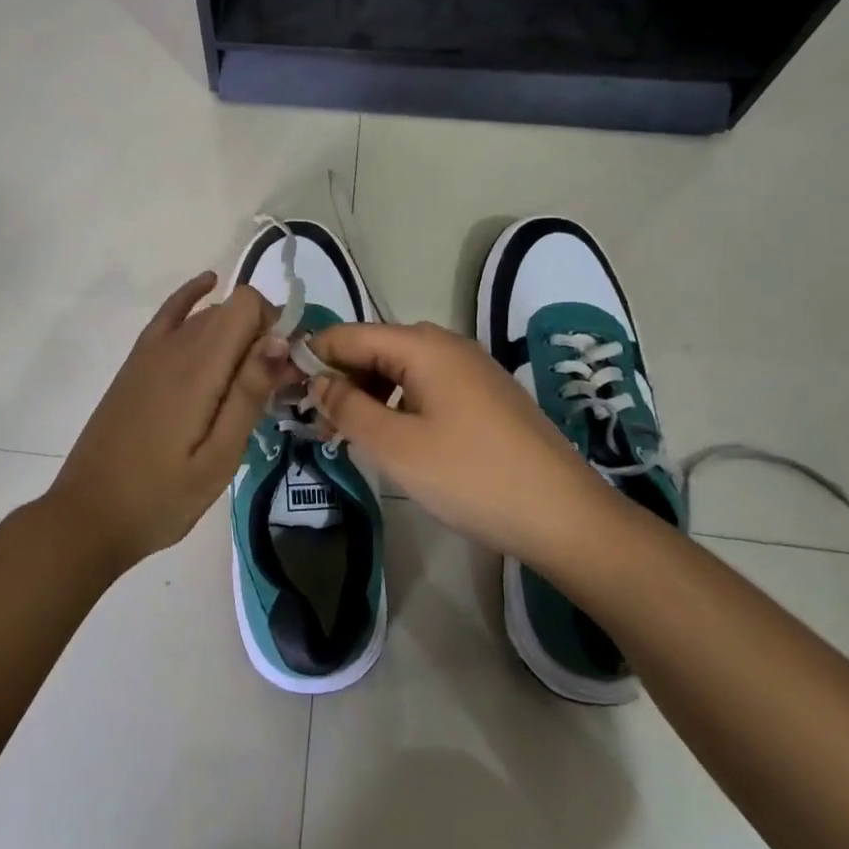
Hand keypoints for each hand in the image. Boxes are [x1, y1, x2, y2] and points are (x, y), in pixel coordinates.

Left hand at [49, 274, 298, 571]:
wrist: (88, 515)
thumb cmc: (161, 498)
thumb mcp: (217, 459)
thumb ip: (248, 395)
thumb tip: (279, 340)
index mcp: (198, 368)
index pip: (247, 305)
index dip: (275, 326)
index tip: (284, 371)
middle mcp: (174, 345)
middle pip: (231, 309)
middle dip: (261, 333)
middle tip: (272, 387)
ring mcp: (150, 351)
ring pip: (206, 314)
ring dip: (237, 330)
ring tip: (250, 378)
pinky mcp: (136, 362)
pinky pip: (170, 314)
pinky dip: (192, 297)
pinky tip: (208, 285)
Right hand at [307, 322, 615, 566]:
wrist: (563, 514)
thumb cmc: (470, 476)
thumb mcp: (395, 446)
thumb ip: (347, 407)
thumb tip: (316, 380)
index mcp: (421, 345)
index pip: (349, 334)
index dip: (313, 357)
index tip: (286, 390)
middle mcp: (446, 344)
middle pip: (375, 348)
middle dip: (341, 380)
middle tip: (317, 425)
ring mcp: (470, 367)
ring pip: (401, 369)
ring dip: (369, 395)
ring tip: (349, 436)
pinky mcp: (485, 394)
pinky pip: (427, 386)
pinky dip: (400, 404)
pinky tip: (394, 438)